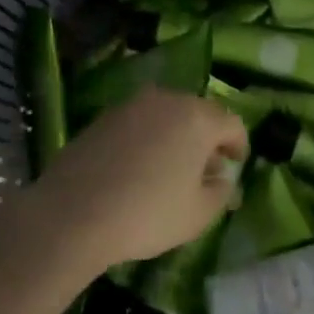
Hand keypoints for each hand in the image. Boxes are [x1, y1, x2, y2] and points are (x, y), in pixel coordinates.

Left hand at [26, 87, 246, 269]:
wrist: (74, 211)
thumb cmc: (148, 213)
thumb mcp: (198, 214)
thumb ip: (221, 192)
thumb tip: (223, 178)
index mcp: (197, 117)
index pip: (232, 122)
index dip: (239, 145)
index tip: (235, 167)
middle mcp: (167, 99)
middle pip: (198, 114)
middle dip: (206, 140)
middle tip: (204, 172)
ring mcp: (132, 104)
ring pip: (167, 116)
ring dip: (175, 137)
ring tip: (169, 171)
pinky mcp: (105, 115)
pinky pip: (139, 123)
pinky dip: (147, 139)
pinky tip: (137, 169)